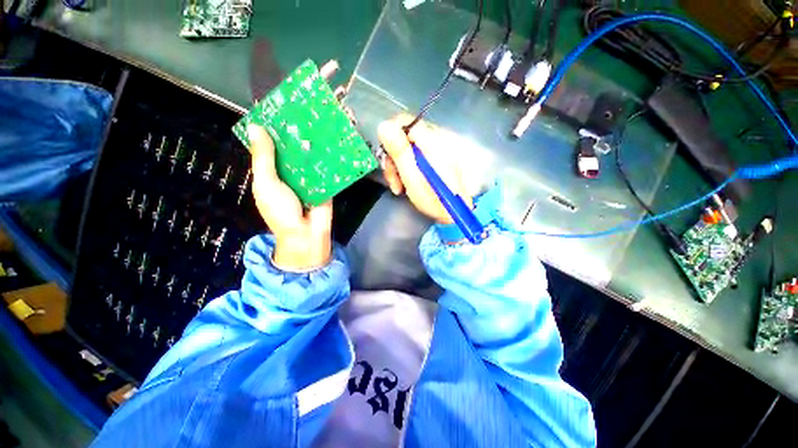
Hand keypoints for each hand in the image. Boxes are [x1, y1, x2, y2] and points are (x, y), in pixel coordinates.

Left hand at [247, 125, 332, 270]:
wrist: (306, 233)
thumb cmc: (280, 211)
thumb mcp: (267, 183)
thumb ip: (264, 158)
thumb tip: (258, 127)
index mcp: (271, 172)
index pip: (271, 146)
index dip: (274, 130)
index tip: (281, 110)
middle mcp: (290, 172)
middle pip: (293, 149)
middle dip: (298, 134)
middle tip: (305, 112)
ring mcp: (308, 178)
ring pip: (310, 157)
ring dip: (314, 144)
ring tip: (320, 122)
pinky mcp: (325, 183)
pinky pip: (326, 168)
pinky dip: (329, 158)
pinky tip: (333, 142)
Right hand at [378, 114, 472, 223]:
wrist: (454, 213)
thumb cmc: (434, 198)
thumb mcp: (412, 177)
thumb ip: (399, 151)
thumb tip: (384, 125)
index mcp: (431, 142)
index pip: (405, 122)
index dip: (390, 137)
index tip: (387, 159)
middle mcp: (435, 141)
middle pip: (404, 137)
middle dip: (393, 159)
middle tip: (393, 181)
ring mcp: (436, 151)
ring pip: (407, 149)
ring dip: (398, 168)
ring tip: (399, 188)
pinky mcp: (435, 160)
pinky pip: (415, 158)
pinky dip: (407, 170)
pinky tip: (405, 185)